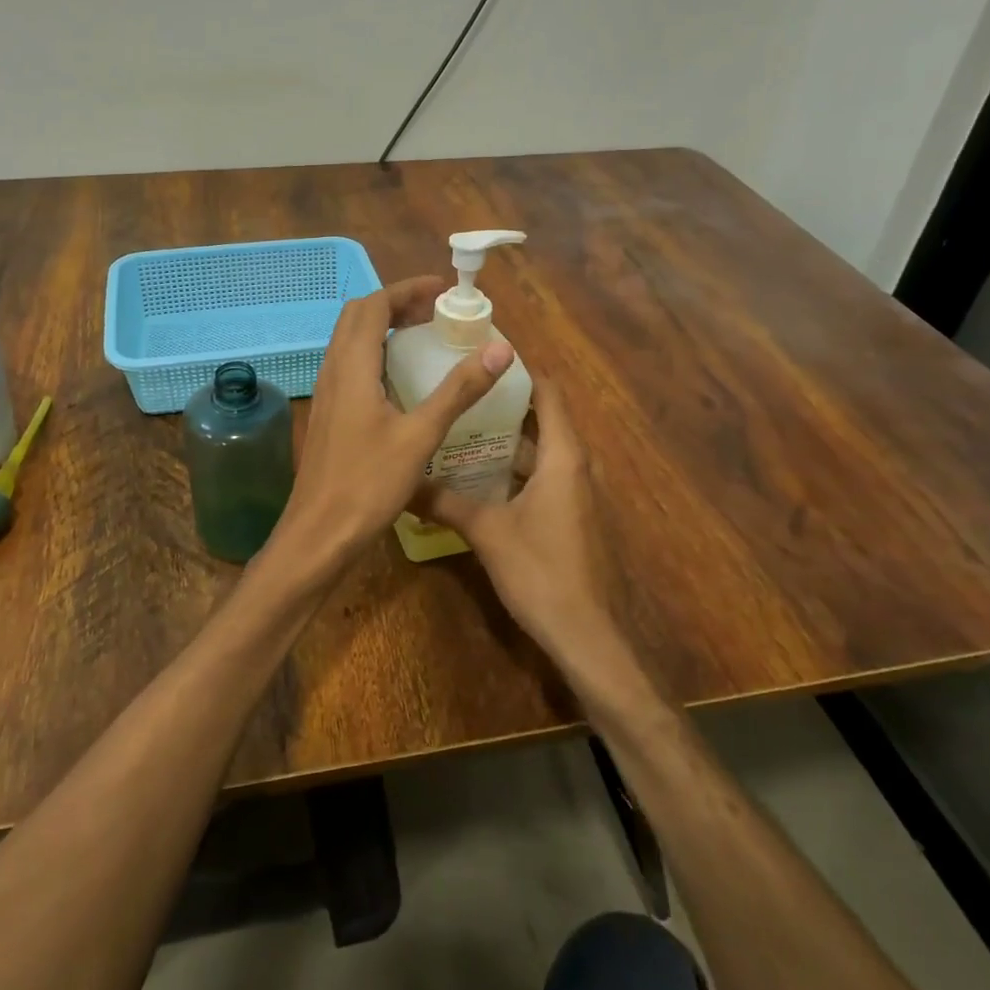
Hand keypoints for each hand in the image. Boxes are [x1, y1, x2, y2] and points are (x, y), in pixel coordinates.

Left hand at [275, 276, 514, 566]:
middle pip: (358, 317)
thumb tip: (500, 348)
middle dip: (396, 304)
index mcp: (352, 366)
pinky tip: (401, 380)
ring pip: (350, 341)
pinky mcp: (327, 414)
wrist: (319, 533)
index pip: (374, 305)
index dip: (407, 290)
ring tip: (423, 337)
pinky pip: (349, 366)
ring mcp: (326, 393)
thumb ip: (459, 390)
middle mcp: (333, 371)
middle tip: (435, 312)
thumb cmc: (369, 484)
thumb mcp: (420, 435)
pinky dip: (375, 354)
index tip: (444, 292)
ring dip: (383, 328)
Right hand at [411, 380, 631, 684]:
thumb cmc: (541, 572)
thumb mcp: (486, 532)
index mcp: (562, 456)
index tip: (484, 354)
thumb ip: (444, 502)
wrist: (587, 635)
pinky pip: (543, 475)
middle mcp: (575, 465)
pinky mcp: (573, 516)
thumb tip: (402, 481)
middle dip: (504, 402)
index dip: (521, 370)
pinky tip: (478, 475)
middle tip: (461, 389)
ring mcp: (577, 492)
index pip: (548, 393)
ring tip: (460, 426)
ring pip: (541, 450)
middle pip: (542, 418)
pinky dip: (515, 467)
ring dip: (506, 438)